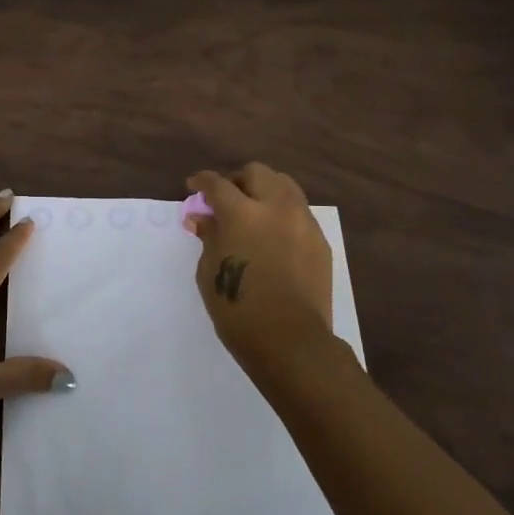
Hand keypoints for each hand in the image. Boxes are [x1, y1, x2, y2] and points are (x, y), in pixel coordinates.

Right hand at [186, 163, 336, 365]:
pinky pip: (299, 212)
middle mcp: (275, 208)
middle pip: (256, 173)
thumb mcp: (210, 272)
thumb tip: (202, 217)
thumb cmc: (238, 309)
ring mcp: (302, 222)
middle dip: (237, 180)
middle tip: (225, 198)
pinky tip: (273, 235)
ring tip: (253, 211)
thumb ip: (208, 236)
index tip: (194, 186)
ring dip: (264, 190)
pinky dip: (282, 213)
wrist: (291, 341)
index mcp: (242, 213)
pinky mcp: (320, 240)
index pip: (218, 184)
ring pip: (284, 185)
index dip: (202, 181)